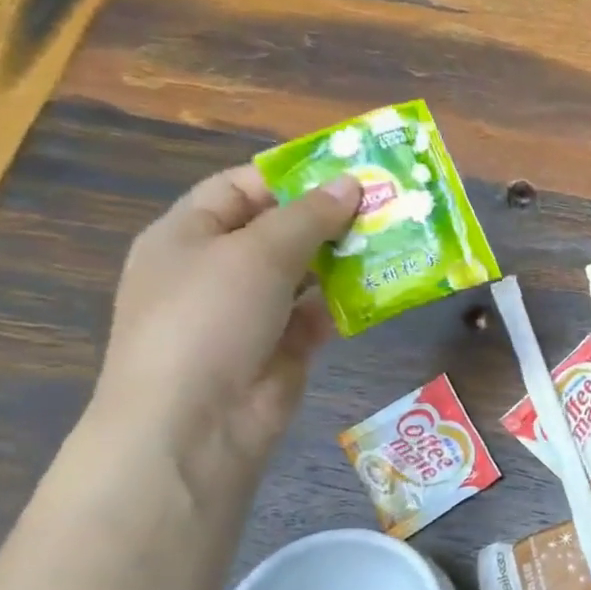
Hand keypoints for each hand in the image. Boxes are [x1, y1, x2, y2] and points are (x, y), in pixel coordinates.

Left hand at [90, 165, 361, 509]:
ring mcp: (253, 309)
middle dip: (332, 217)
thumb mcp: (257, 253)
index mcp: (190, 233)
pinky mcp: (285, 344)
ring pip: (308, 272)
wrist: (197, 420)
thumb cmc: (209, 317)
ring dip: (349, 258)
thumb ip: (308, 216)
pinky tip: (389, 286)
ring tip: (400, 238)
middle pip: (281, 229)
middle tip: (390, 203)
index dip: (293, 175)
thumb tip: (352, 184)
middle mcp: (219, 267)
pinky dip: (352, 300)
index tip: (350, 170)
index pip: (241, 187)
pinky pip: (323, 312)